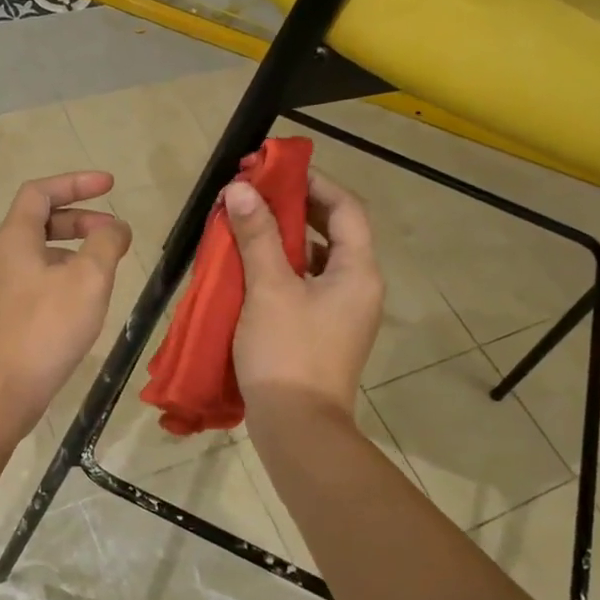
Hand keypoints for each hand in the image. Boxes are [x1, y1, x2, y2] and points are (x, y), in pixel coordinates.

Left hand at [0, 171, 131, 429]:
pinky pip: (36, 280)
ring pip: (40, 254)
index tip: (110, 185)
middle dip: (81, 220)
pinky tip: (84, 301)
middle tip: (114, 234)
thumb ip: (106, 243)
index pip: (40, 192)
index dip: (76, 183)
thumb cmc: (46, 328)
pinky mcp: (3, 316)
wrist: (1, 391)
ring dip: (74, 250)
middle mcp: (0, 257)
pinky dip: (63, 275)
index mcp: (14, 239)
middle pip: (40, 221)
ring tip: (106, 269)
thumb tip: (115, 227)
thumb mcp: (88, 279)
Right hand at [226, 169, 383, 422]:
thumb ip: (257, 235)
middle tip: (256, 194)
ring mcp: (343, 312)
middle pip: (333, 232)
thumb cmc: (287, 352)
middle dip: (296, 209)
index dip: (315, 183)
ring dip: (286, 239)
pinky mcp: (324, 332)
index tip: (277, 170)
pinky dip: (283, 269)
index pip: (346, 208)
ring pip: (317, 260)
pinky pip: (307, 285)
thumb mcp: (269, 288)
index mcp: (357, 271)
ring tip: (249, 226)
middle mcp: (359, 287)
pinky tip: (251, 270)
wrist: (298, 428)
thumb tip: (240, 189)